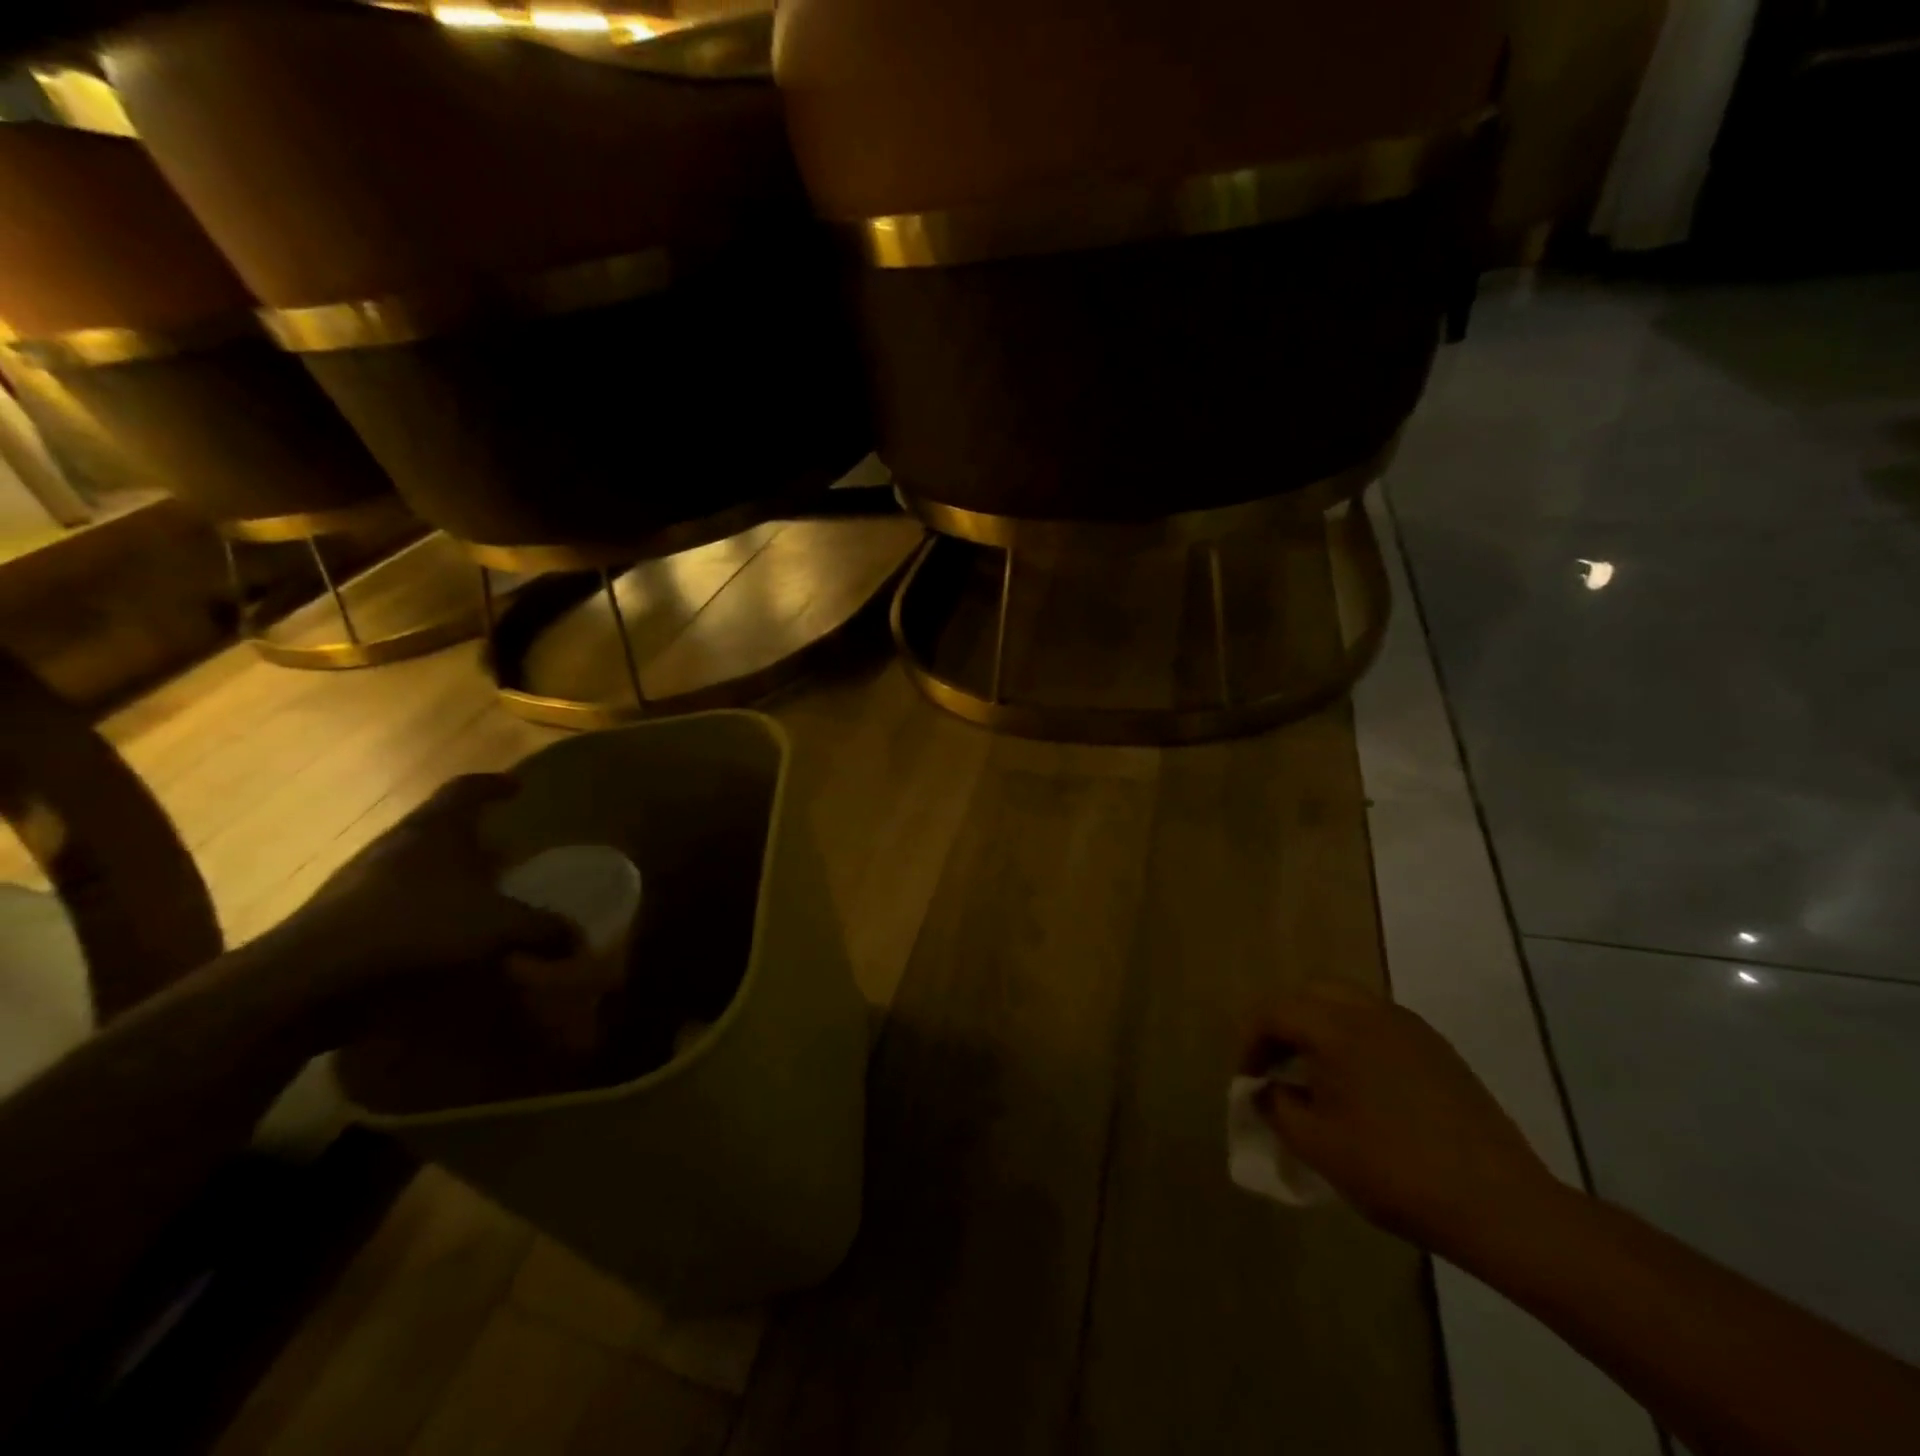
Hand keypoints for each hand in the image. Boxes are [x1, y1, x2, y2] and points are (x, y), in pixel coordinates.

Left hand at [269, 774, 575, 1023]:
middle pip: (438, 827)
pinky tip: (440, 940)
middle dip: (472, 838)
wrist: (313, 978)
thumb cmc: (419, 926)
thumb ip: (543, 928)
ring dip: (445, 877)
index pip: (466, 789)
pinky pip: (393, 903)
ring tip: (476, 899)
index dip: (493, 785)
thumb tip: (579, 939)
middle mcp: (396, 844)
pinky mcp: (339, 919)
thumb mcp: (500, 926)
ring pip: (413, 865)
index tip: (516, 788)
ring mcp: (360, 880)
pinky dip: (421, 913)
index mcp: (435, 829)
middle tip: (503, 853)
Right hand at [1244, 983, 1559, 1252]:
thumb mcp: (1317, 1145)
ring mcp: (1410, 1028)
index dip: (1251, 1043)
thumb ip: (1276, 1106)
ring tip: (1315, 1075)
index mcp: (1336, 1027)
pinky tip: (1361, 1087)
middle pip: (1311, 994)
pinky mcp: (1438, 1050)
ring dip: (1320, 1028)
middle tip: (1276, 1065)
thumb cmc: (1395, 1171)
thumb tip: (1265, 1089)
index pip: (1274, 1012)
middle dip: (1284, 1024)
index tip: (1247, 1081)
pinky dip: (1354, 1039)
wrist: (1500, 1206)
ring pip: (1348, 1004)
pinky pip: (1379, 1024)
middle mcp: (1371, 1012)